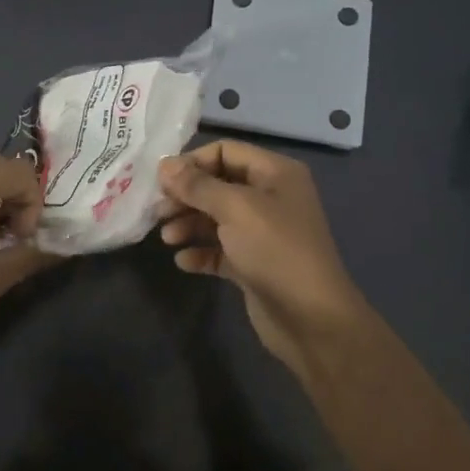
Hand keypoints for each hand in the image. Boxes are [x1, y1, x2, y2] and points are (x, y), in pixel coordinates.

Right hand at [157, 139, 370, 378]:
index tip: (162, 181)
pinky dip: (201, 252)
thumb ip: (197, 185)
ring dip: (188, 224)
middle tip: (158, 211)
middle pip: (217, 185)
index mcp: (275, 173)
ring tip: (167, 239)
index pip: (225, 151)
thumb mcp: (235, 209)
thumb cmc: (275, 250)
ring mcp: (262, 232)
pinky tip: (183, 262)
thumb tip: (164, 164)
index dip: (192, 162)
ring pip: (216, 218)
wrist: (311, 318)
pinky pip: (220, 250)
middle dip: (186, 196)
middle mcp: (270, 197)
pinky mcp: (253, 263)